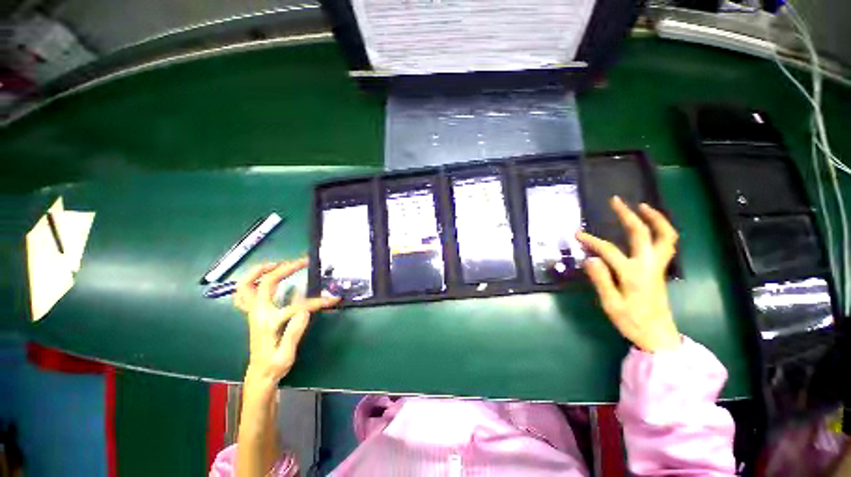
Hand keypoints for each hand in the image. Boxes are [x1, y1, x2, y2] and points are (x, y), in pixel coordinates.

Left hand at [234, 258, 339, 384]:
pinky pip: (243, 293)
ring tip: (279, 263)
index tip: (333, 299)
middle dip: (286, 268)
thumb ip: (294, 331)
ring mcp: (253, 311)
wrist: (260, 374)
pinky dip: (250, 281)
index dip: (317, 301)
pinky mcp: (253, 313)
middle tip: (303, 262)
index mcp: (269, 322)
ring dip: (261, 270)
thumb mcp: (287, 354)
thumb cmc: (275, 365)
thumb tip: (305, 310)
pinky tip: (263, 277)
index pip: (297, 305)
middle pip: (268, 282)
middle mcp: (258, 313)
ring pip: (246, 284)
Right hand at [576, 197, 680, 352]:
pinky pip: (666, 244)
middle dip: (628, 215)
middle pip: (642, 234)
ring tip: (641, 206)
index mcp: (633, 274)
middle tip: (616, 201)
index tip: (577, 234)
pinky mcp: (660, 269)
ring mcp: (657, 266)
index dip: (591, 240)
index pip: (608, 251)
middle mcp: (648, 265)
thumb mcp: (611, 304)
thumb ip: (601, 280)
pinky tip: (650, 227)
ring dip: (655, 218)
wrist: (658, 335)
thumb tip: (590, 258)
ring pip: (664, 236)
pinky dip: (661, 230)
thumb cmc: (632, 321)